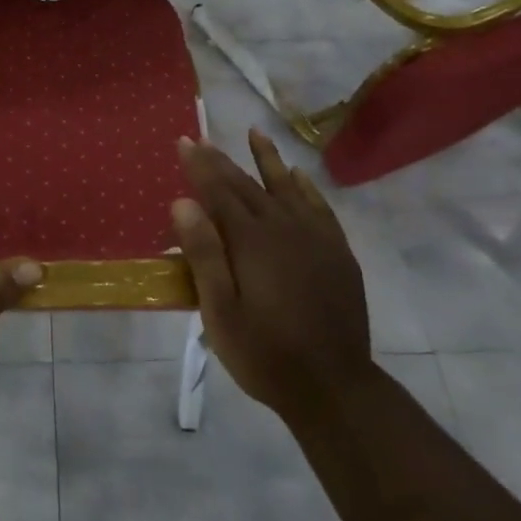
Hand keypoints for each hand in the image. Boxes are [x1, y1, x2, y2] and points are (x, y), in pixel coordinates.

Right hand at [172, 129, 370, 420]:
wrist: (335, 388)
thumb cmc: (266, 353)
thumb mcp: (221, 312)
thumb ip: (203, 254)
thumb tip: (183, 202)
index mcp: (251, 241)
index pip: (219, 191)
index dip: (199, 165)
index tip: (184, 140)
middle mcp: (283, 228)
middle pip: (247, 185)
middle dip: (222, 160)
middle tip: (203, 137)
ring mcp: (315, 238)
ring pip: (286, 187)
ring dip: (268, 159)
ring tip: (255, 133)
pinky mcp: (337, 253)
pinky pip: (319, 207)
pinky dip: (306, 187)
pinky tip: (298, 176)